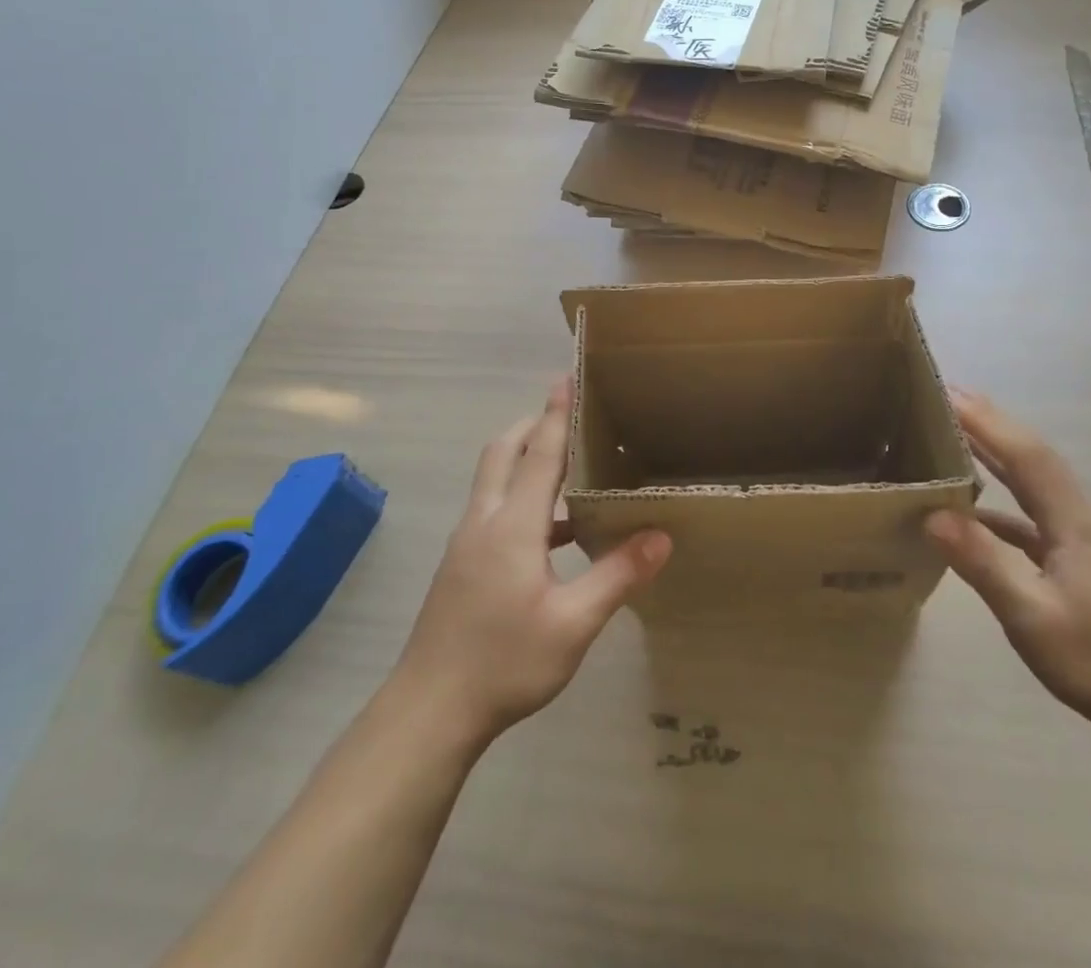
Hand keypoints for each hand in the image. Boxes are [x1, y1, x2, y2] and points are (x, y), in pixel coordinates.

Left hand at [392, 379, 670, 746]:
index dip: (555, 415)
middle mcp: (484, 521)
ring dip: (526, 460)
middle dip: (532, 426)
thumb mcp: (572, 624)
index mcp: (512, 526)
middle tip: (569, 416)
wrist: (429, 711)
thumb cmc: (504, 663)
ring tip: (570, 467)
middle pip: (503, 452)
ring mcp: (466, 543)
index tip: (566, 379)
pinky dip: (521, 498)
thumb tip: (662, 536)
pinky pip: (493, 509)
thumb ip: (617, 575)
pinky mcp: (461, 565)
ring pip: (494, 480)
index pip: (539, 454)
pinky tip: (554, 534)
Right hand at [924, 388, 1090, 741]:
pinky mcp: (1083, 566)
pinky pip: (1034, 519)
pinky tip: (974, 516)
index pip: (1027, 455)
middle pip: (1033, 458)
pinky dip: (1002, 506)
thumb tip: (933, 515)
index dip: (987, 421)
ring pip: (1035, 486)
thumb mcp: (1033, 617)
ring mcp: (1085, 543)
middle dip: (991, 424)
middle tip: (946, 396)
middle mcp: (1082, 520)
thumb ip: (984, 562)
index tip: (947, 391)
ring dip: (997, 457)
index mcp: (1076, 523)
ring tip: (955, 437)